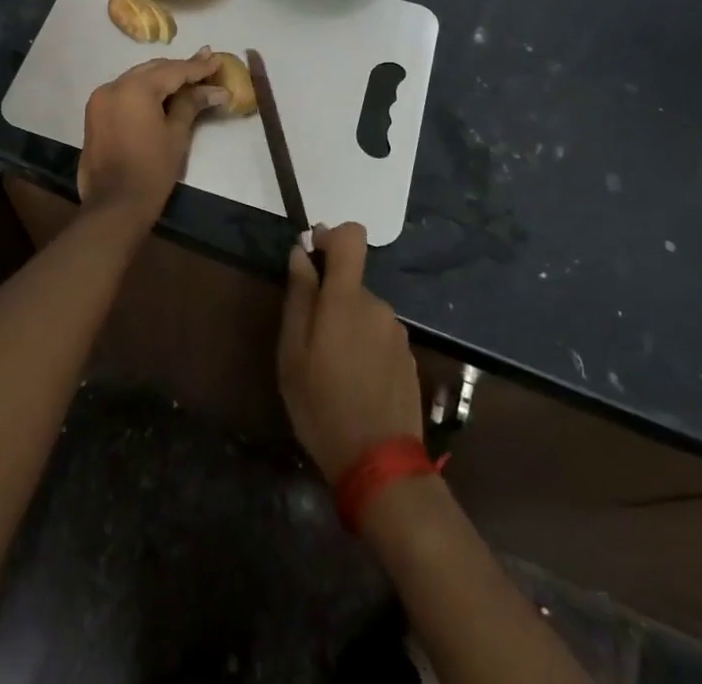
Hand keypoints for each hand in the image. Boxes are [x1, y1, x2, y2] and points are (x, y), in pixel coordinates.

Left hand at [77, 48, 228, 225]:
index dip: (197, 66)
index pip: (173, 71)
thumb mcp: (176, 134)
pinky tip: (162, 94)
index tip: (216, 58)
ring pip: (137, 79)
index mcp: (135, 88)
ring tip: (188, 77)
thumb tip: (217, 90)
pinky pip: (124, 92)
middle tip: (206, 64)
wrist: (114, 205)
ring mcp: (100, 99)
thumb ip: (192, 104)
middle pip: (153, 70)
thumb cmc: (151, 170)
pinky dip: (144, 91)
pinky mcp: (95, 114)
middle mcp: (114, 86)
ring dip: (162, 78)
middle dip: (180, 68)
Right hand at [277, 223, 422, 481]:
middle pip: (351, 283)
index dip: (331, 237)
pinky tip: (355, 384)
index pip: (352, 237)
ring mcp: (397, 334)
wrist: (381, 465)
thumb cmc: (323, 405)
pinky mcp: (408, 359)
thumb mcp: (293, 352)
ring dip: (347, 327)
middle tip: (309, 342)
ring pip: (364, 313)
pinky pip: (379, 337)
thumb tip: (301, 252)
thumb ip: (299, 296)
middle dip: (330, 300)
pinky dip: (364, 348)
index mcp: (347, 298)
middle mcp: (378, 306)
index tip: (312, 256)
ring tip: (331, 370)